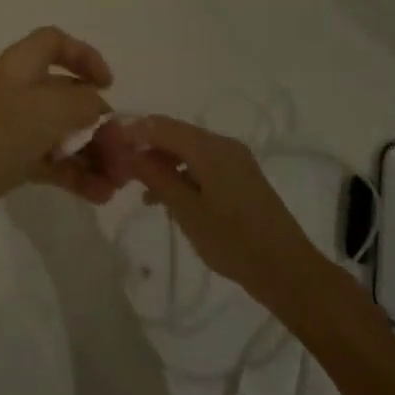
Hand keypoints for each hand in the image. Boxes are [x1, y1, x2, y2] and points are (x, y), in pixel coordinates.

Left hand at [0, 27, 130, 252]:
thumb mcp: (48, 110)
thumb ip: (84, 104)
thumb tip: (101, 108)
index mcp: (20, 67)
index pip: (53, 42)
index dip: (84, 56)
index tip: (108, 84)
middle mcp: (16, 92)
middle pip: (65, 94)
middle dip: (98, 121)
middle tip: (124, 153)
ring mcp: (10, 129)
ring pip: (61, 133)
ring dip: (92, 154)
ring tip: (118, 184)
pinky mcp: (6, 163)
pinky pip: (50, 162)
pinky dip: (74, 175)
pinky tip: (99, 196)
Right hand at [122, 116, 323, 306]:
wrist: (287, 270)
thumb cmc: (233, 241)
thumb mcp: (187, 210)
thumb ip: (156, 177)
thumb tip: (127, 152)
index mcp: (210, 147)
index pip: (161, 125)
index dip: (132, 132)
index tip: (108, 150)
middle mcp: (223, 144)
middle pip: (175, 134)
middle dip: (146, 148)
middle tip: (120, 171)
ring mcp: (235, 159)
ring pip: (188, 150)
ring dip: (162, 163)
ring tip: (139, 189)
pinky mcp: (240, 176)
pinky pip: (202, 163)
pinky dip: (182, 173)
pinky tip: (166, 198)